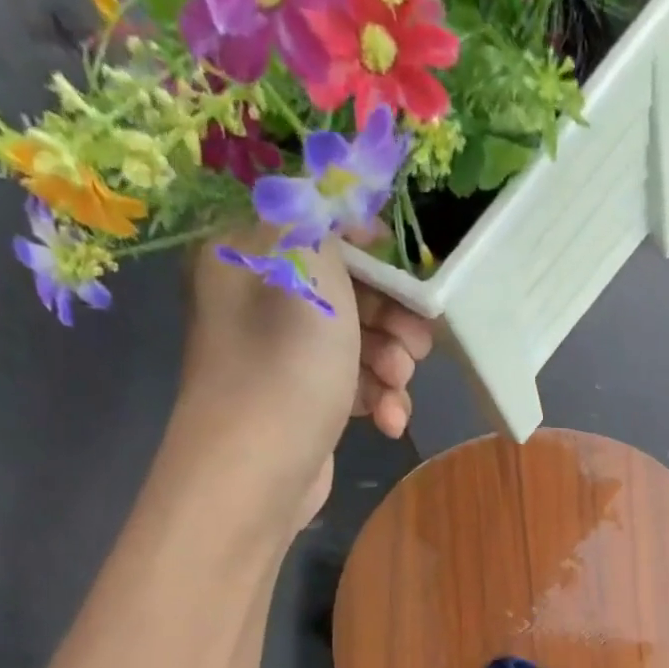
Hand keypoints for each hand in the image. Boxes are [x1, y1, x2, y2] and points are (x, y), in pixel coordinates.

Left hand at [168, 230, 432, 530]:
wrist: (257, 476)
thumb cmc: (284, 366)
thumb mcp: (308, 270)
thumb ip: (327, 219)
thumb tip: (339, 192)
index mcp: (250, 254)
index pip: (321, 227)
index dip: (374, 249)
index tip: (413, 276)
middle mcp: (263, 299)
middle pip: (349, 288)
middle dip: (392, 316)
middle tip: (418, 340)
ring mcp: (285, 356)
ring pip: (359, 341)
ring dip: (391, 363)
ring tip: (398, 385)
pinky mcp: (307, 402)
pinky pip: (354, 385)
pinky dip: (378, 400)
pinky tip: (390, 423)